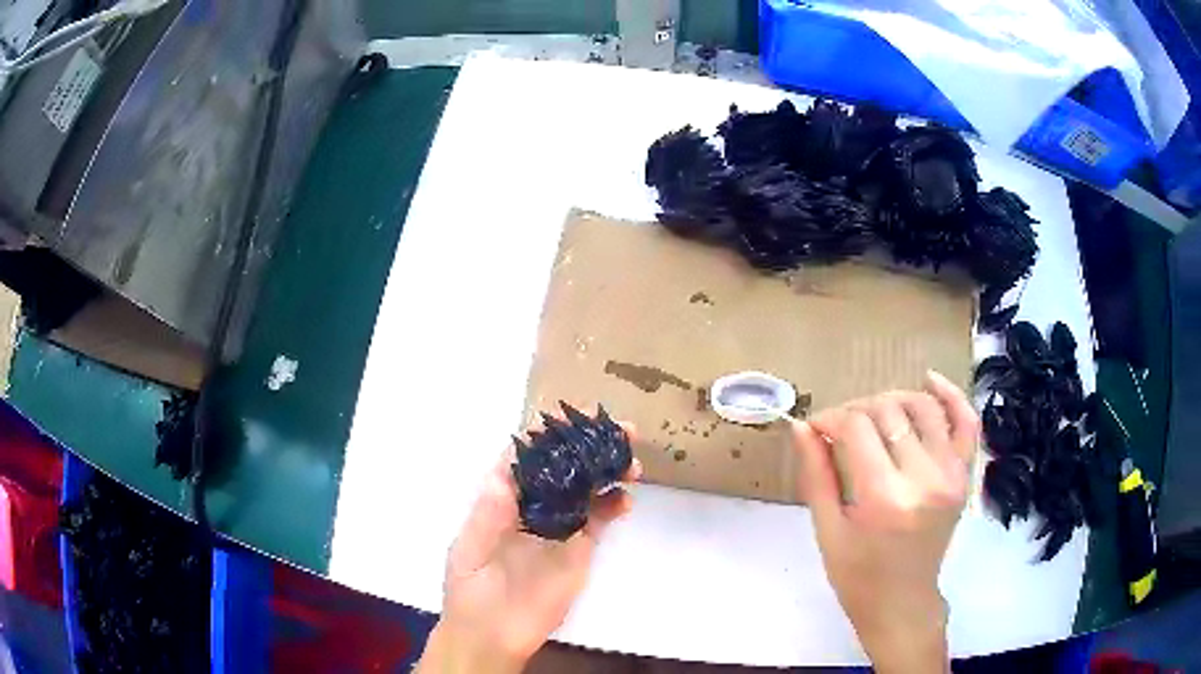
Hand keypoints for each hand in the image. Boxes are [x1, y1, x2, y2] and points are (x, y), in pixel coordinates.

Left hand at [417, 430, 641, 673]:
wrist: (492, 637)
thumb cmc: (470, 591)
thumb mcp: (469, 552)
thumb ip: (487, 516)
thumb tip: (503, 473)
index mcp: (501, 499)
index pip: (525, 458)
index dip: (546, 434)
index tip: (569, 415)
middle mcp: (533, 506)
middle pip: (563, 467)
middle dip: (588, 446)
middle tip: (619, 429)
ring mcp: (559, 527)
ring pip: (586, 488)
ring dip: (607, 470)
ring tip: (630, 458)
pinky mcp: (579, 549)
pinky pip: (600, 520)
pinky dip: (614, 505)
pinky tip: (625, 497)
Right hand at [791, 371, 977, 673]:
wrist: (903, 602)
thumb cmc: (857, 575)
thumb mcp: (827, 530)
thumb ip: (816, 474)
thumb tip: (802, 425)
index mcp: (884, 499)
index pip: (857, 428)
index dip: (831, 418)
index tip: (817, 428)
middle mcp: (924, 478)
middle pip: (889, 411)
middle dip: (858, 409)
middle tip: (841, 428)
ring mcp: (951, 474)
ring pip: (924, 407)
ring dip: (894, 399)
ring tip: (875, 414)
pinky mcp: (964, 475)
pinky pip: (966, 421)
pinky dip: (951, 395)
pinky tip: (930, 380)